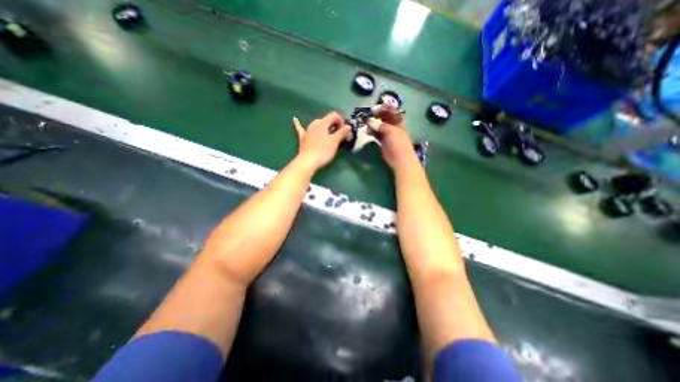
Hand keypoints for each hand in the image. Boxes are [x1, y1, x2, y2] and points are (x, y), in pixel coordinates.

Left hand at [292, 111, 349, 171]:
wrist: (308, 162)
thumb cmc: (323, 151)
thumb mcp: (335, 142)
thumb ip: (342, 133)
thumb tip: (348, 126)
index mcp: (323, 123)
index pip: (334, 115)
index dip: (341, 121)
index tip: (345, 131)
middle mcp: (314, 124)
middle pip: (326, 120)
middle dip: (334, 125)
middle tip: (340, 135)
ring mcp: (307, 131)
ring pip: (317, 125)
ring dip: (324, 127)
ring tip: (329, 132)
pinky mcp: (303, 138)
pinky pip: (300, 129)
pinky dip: (298, 124)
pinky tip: (295, 119)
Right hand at [370, 104, 417, 167]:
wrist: (400, 159)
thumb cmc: (398, 143)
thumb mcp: (391, 131)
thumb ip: (380, 125)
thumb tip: (370, 120)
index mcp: (398, 122)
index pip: (392, 112)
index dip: (384, 108)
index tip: (375, 107)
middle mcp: (393, 127)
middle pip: (384, 119)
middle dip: (376, 116)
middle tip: (367, 115)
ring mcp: (387, 135)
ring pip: (379, 127)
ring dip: (373, 124)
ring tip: (365, 123)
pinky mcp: (382, 142)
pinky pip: (376, 135)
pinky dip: (372, 132)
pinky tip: (367, 132)